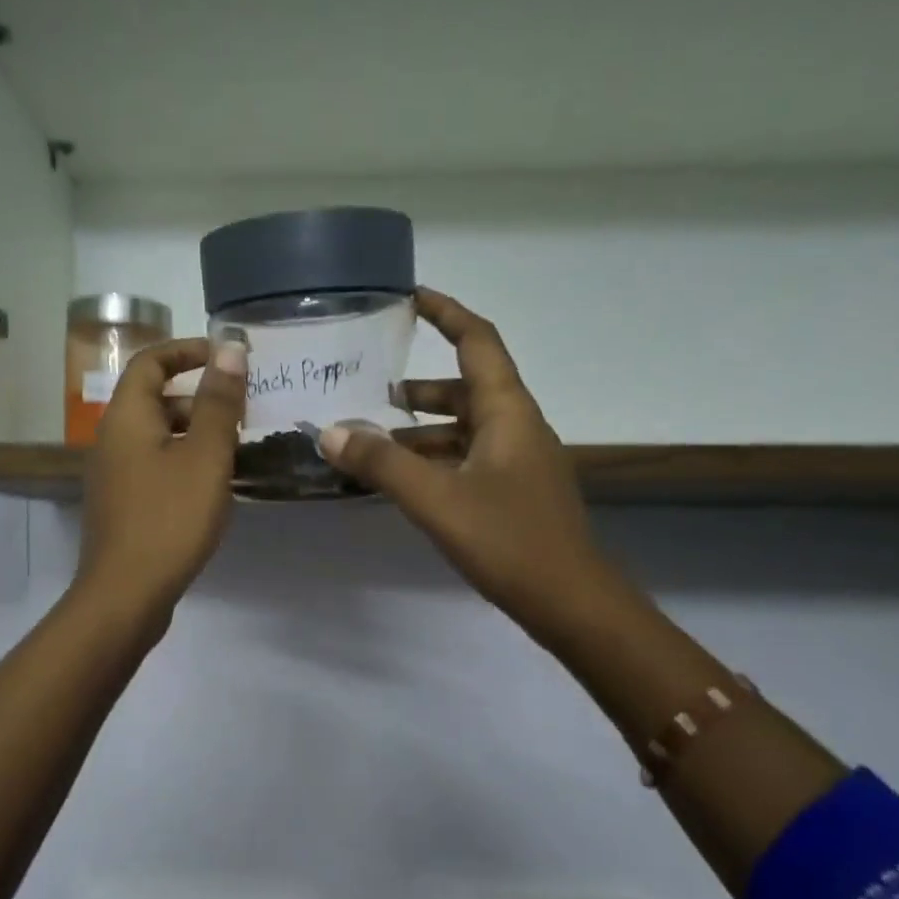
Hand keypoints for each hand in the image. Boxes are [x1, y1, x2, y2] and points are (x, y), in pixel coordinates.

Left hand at [75, 335, 246, 624]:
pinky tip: (213, 488)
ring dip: (195, 434)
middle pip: (155, 400)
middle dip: (199, 398)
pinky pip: (155, 468)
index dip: (187, 350)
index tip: (226, 357)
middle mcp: (112, 439)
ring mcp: (114, 476)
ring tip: (237, 451)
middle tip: (242, 412)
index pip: (151, 362)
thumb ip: (220, 402)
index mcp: (127, 417)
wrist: (126, 594)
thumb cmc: (169, 519)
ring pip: (158, 438)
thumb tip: (230, 348)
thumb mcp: (206, 457)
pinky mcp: (123, 506)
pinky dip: (184, 464)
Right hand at [318, 288, 608, 644]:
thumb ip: (382, 464)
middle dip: (418, 384)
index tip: (410, 297)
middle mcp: (515, 427)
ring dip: (419, 429)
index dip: (446, 313)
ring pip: (462, 429)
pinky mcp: (511, 494)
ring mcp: (516, 463)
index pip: (477, 342)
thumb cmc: (508, 540)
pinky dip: (431, 461)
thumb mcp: (436, 499)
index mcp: (507, 412)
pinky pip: (465, 461)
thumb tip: (330, 432)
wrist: (568, 601)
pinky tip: (399, 481)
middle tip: (369, 385)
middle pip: (465, 387)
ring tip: (369, 438)